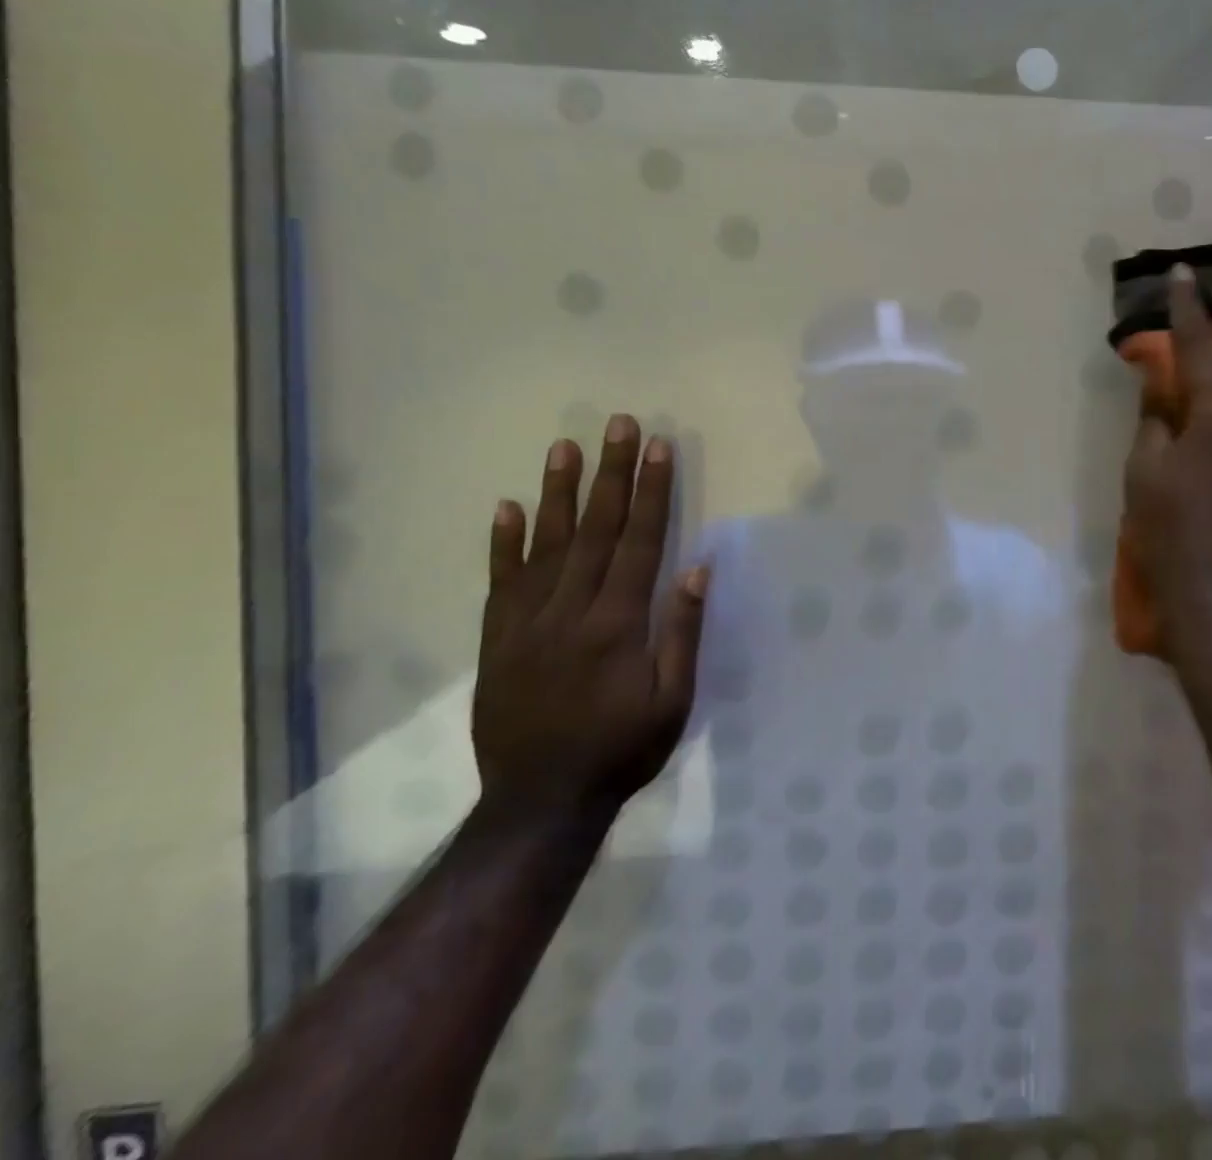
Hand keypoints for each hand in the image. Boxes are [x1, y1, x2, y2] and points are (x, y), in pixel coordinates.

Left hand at [472, 415, 707, 821]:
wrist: (539, 803)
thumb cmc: (621, 750)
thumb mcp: (673, 700)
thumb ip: (682, 631)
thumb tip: (697, 567)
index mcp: (619, 623)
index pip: (640, 541)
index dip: (652, 491)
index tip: (658, 447)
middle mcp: (571, 611)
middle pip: (596, 529)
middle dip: (610, 473)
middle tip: (618, 424)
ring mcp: (528, 623)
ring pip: (545, 545)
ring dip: (557, 492)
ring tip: (564, 446)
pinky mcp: (497, 640)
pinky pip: (500, 582)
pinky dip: (502, 543)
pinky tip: (505, 507)